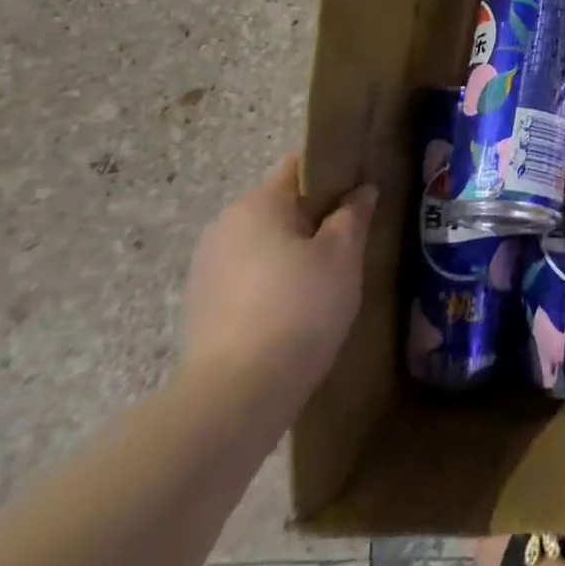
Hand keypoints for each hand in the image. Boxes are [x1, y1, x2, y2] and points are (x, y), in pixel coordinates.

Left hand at [182, 155, 376, 414]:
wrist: (233, 399)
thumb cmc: (298, 309)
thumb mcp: (343, 255)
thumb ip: (354, 214)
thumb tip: (362, 190)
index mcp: (258, 203)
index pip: (300, 166)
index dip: (334, 173)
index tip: (360, 192)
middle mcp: (225, 225)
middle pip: (281, 206)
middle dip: (315, 218)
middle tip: (351, 241)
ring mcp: (207, 268)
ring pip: (264, 243)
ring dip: (293, 252)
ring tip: (327, 280)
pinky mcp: (202, 307)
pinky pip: (248, 277)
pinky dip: (272, 283)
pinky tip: (296, 311)